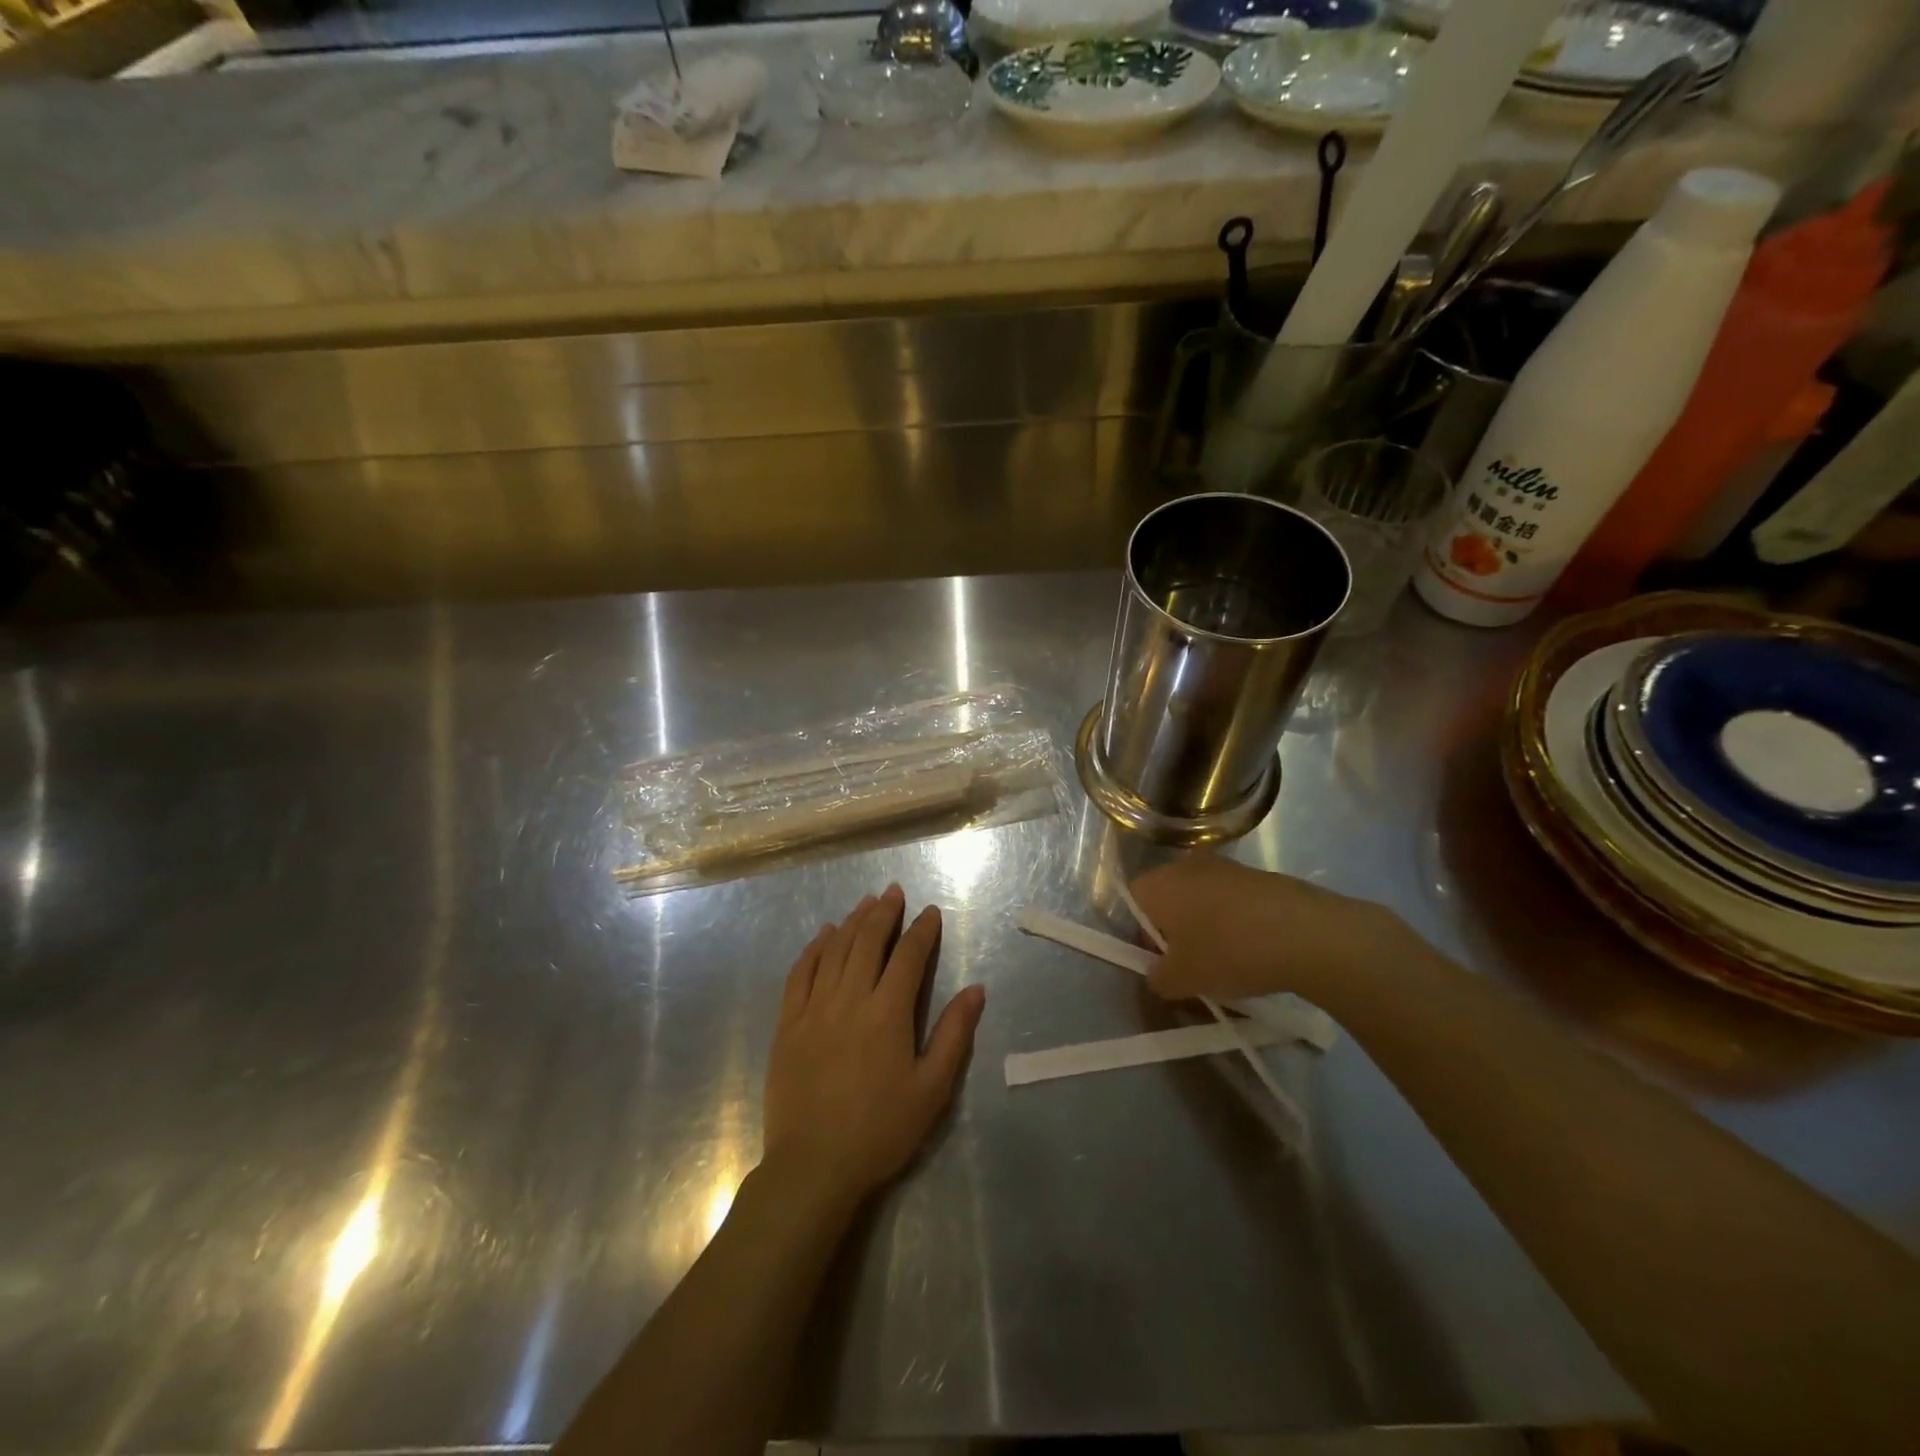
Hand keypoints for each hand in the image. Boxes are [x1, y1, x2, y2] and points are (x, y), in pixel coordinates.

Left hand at [763, 885, 985, 1203]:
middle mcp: (850, 999)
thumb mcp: (932, 1089)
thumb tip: (976, 989)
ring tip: (866, 903)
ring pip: (835, 950)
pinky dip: (814, 949)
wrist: (813, 1166)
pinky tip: (824, 935)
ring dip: (852, 922)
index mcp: (888, 1013)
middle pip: (868, 942)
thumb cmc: (881, 1130)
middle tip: (894, 892)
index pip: (908, 957)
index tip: (931, 912)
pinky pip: (800, 973)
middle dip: (884, 912)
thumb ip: (954, 1034)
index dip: (922, 931)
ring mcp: (814, 1009)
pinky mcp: (788, 1024)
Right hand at [1130, 856, 1413, 1005]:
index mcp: (1158, 884)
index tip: (1160, 962)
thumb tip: (1157, 974)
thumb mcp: (1183, 980)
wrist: (1309, 934)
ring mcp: (1226, 866)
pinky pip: (1233, 899)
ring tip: (1226, 960)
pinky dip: (1236, 921)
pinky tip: (1256, 949)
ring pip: (1202, 897)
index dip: (1140, 934)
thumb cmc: (1229, 952)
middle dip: (1174, 929)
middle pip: (1167, 897)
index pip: (1132, 902)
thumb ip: (1158, 978)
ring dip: (1206, 924)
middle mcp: (1186, 865)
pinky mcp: (1260, 875)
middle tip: (1190, 964)